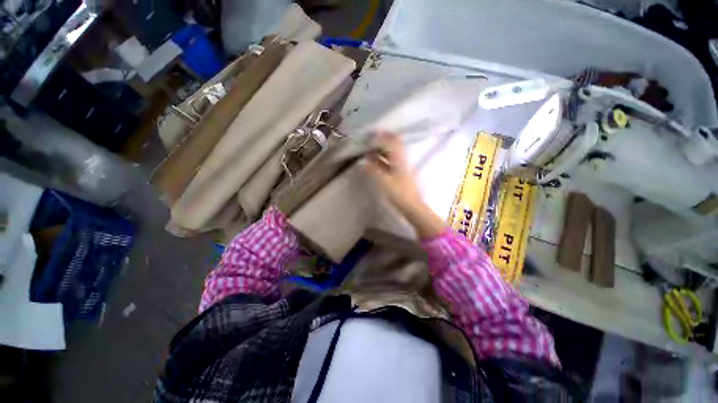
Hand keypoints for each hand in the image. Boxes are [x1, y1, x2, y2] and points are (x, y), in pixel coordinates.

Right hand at [364, 132, 445, 238]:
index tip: (370, 135)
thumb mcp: (384, 181)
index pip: (392, 142)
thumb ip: (374, 169)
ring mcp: (401, 167)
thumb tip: (366, 161)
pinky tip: (373, 162)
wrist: (412, 206)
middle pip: (393, 145)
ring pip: (391, 154)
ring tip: (368, 151)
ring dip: (380, 151)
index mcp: (399, 160)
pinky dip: (381, 160)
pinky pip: (389, 162)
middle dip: (381, 141)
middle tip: (368, 141)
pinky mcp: (399, 174)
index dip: (382, 137)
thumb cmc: (399, 193)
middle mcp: (401, 160)